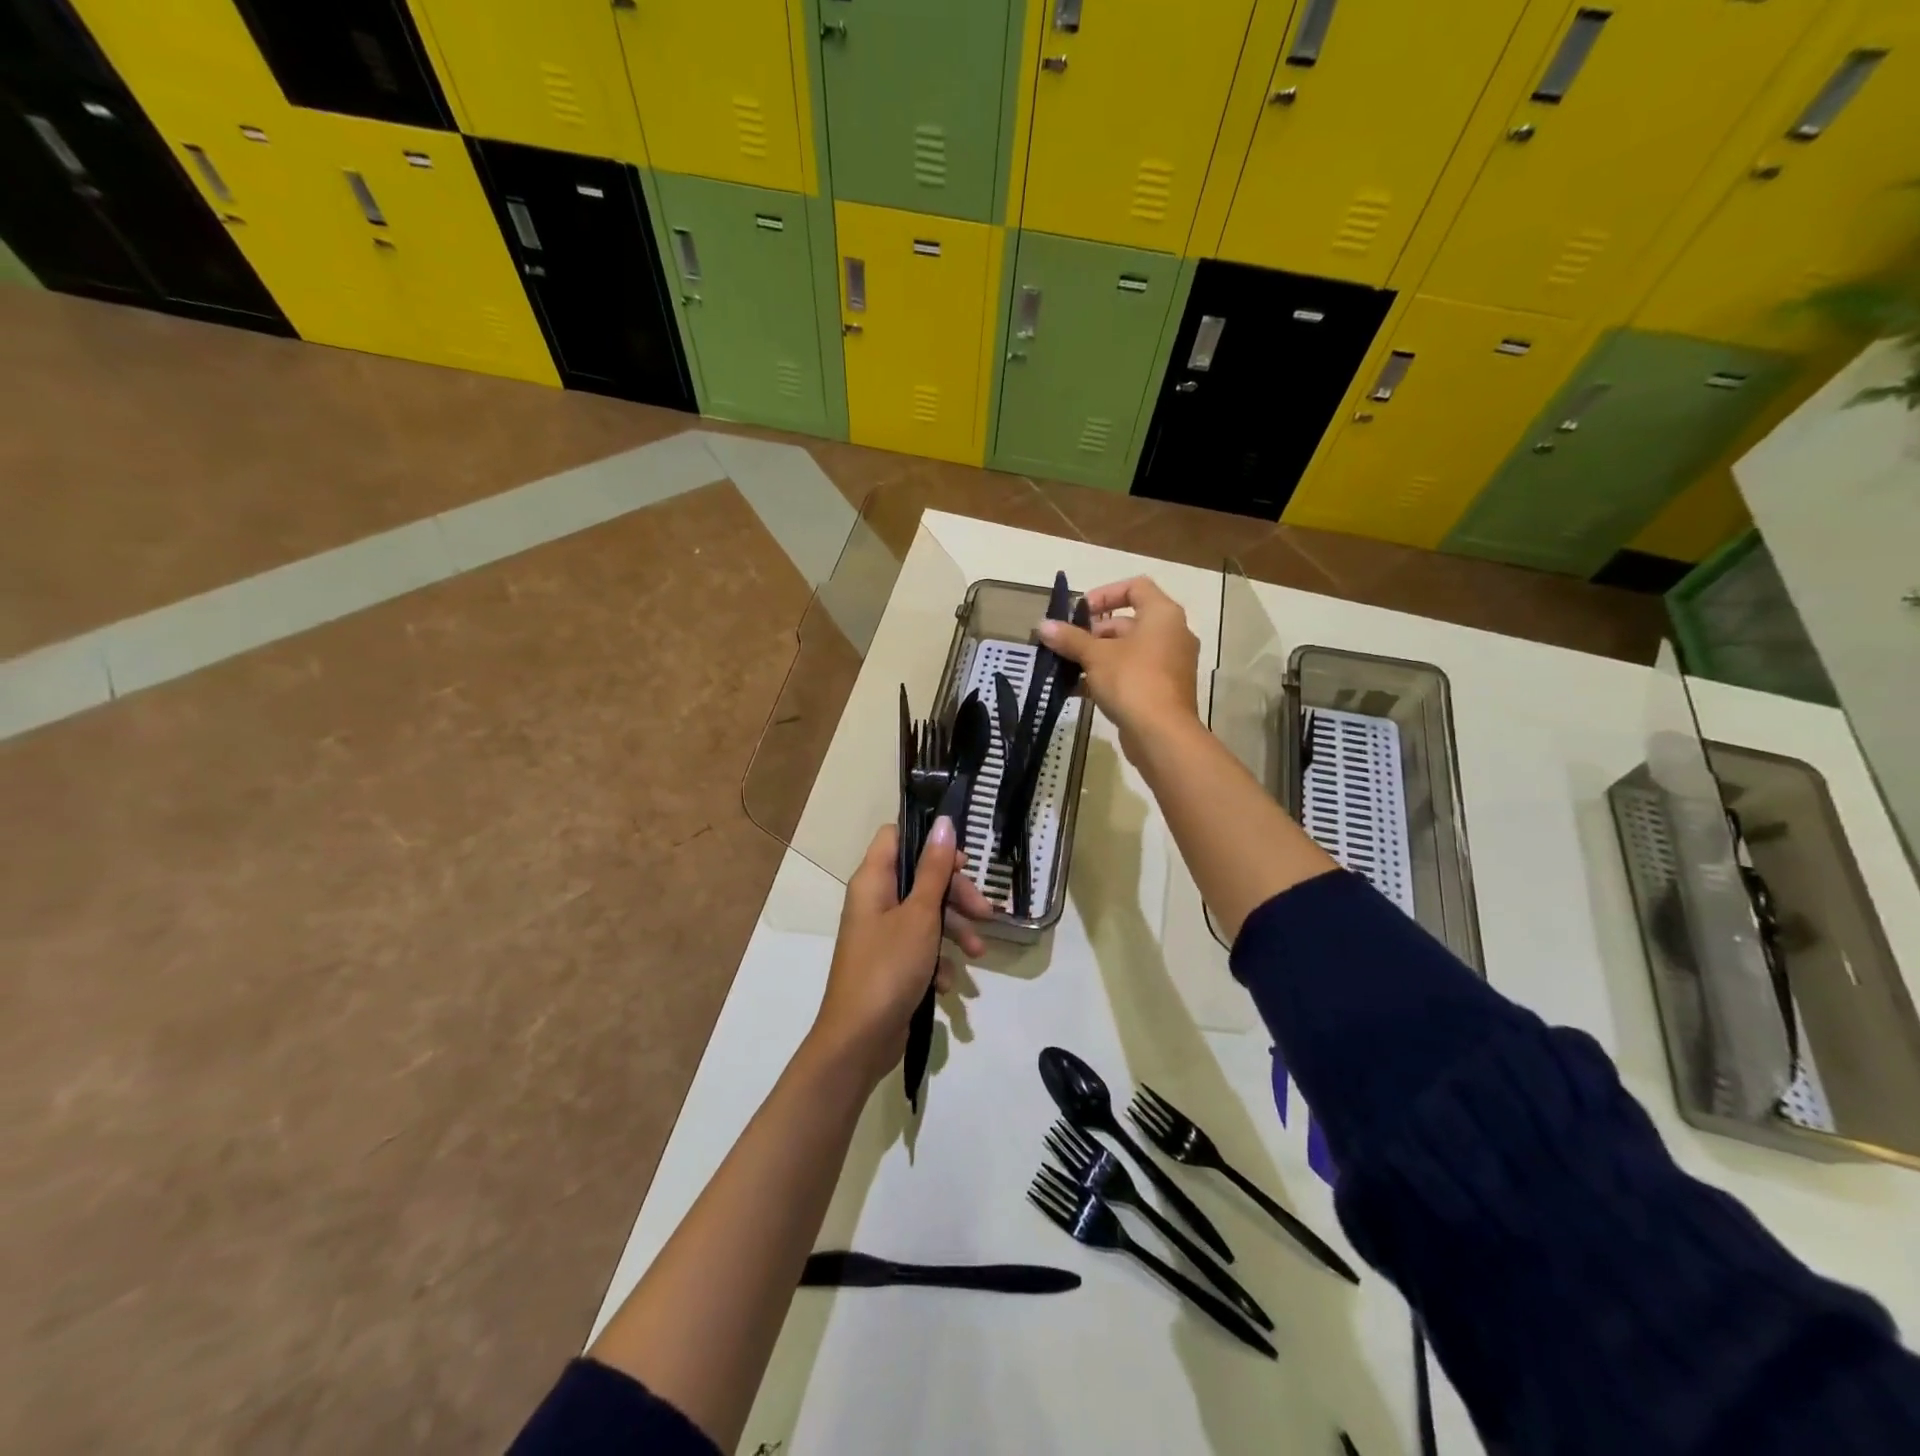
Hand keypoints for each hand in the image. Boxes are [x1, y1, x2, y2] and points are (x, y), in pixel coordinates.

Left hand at [811, 818, 995, 1086]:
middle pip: (920, 878)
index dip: (929, 841)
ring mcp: (882, 934)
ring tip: (979, 952)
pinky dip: (938, 960)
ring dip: (955, 930)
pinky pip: (921, 948)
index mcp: (873, 881)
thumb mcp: (920, 915)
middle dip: (956, 894)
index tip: (960, 860)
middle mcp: (875, 901)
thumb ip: (934, 869)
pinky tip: (948, 983)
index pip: (896, 836)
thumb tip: (943, 822)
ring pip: (926, 914)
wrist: (859, 1040)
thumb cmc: (888, 967)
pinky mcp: (891, 963)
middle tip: (985, 912)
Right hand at [1038, 576, 1200, 758]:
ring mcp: (1170, 664)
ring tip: (1067, 667)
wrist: (1162, 734)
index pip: (1136, 587)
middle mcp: (1172, 634)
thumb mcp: (1095, 656)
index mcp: (1163, 615)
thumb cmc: (1132, 681)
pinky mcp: (1164, 690)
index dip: (1105, 594)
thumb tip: (1042, 625)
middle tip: (1068, 644)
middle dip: (1094, 632)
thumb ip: (1069, 638)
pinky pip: (1133, 673)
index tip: (1080, 612)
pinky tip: (1078, 689)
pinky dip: (1109, 676)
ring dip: (1098, 656)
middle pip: (1128, 621)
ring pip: (1129, 650)